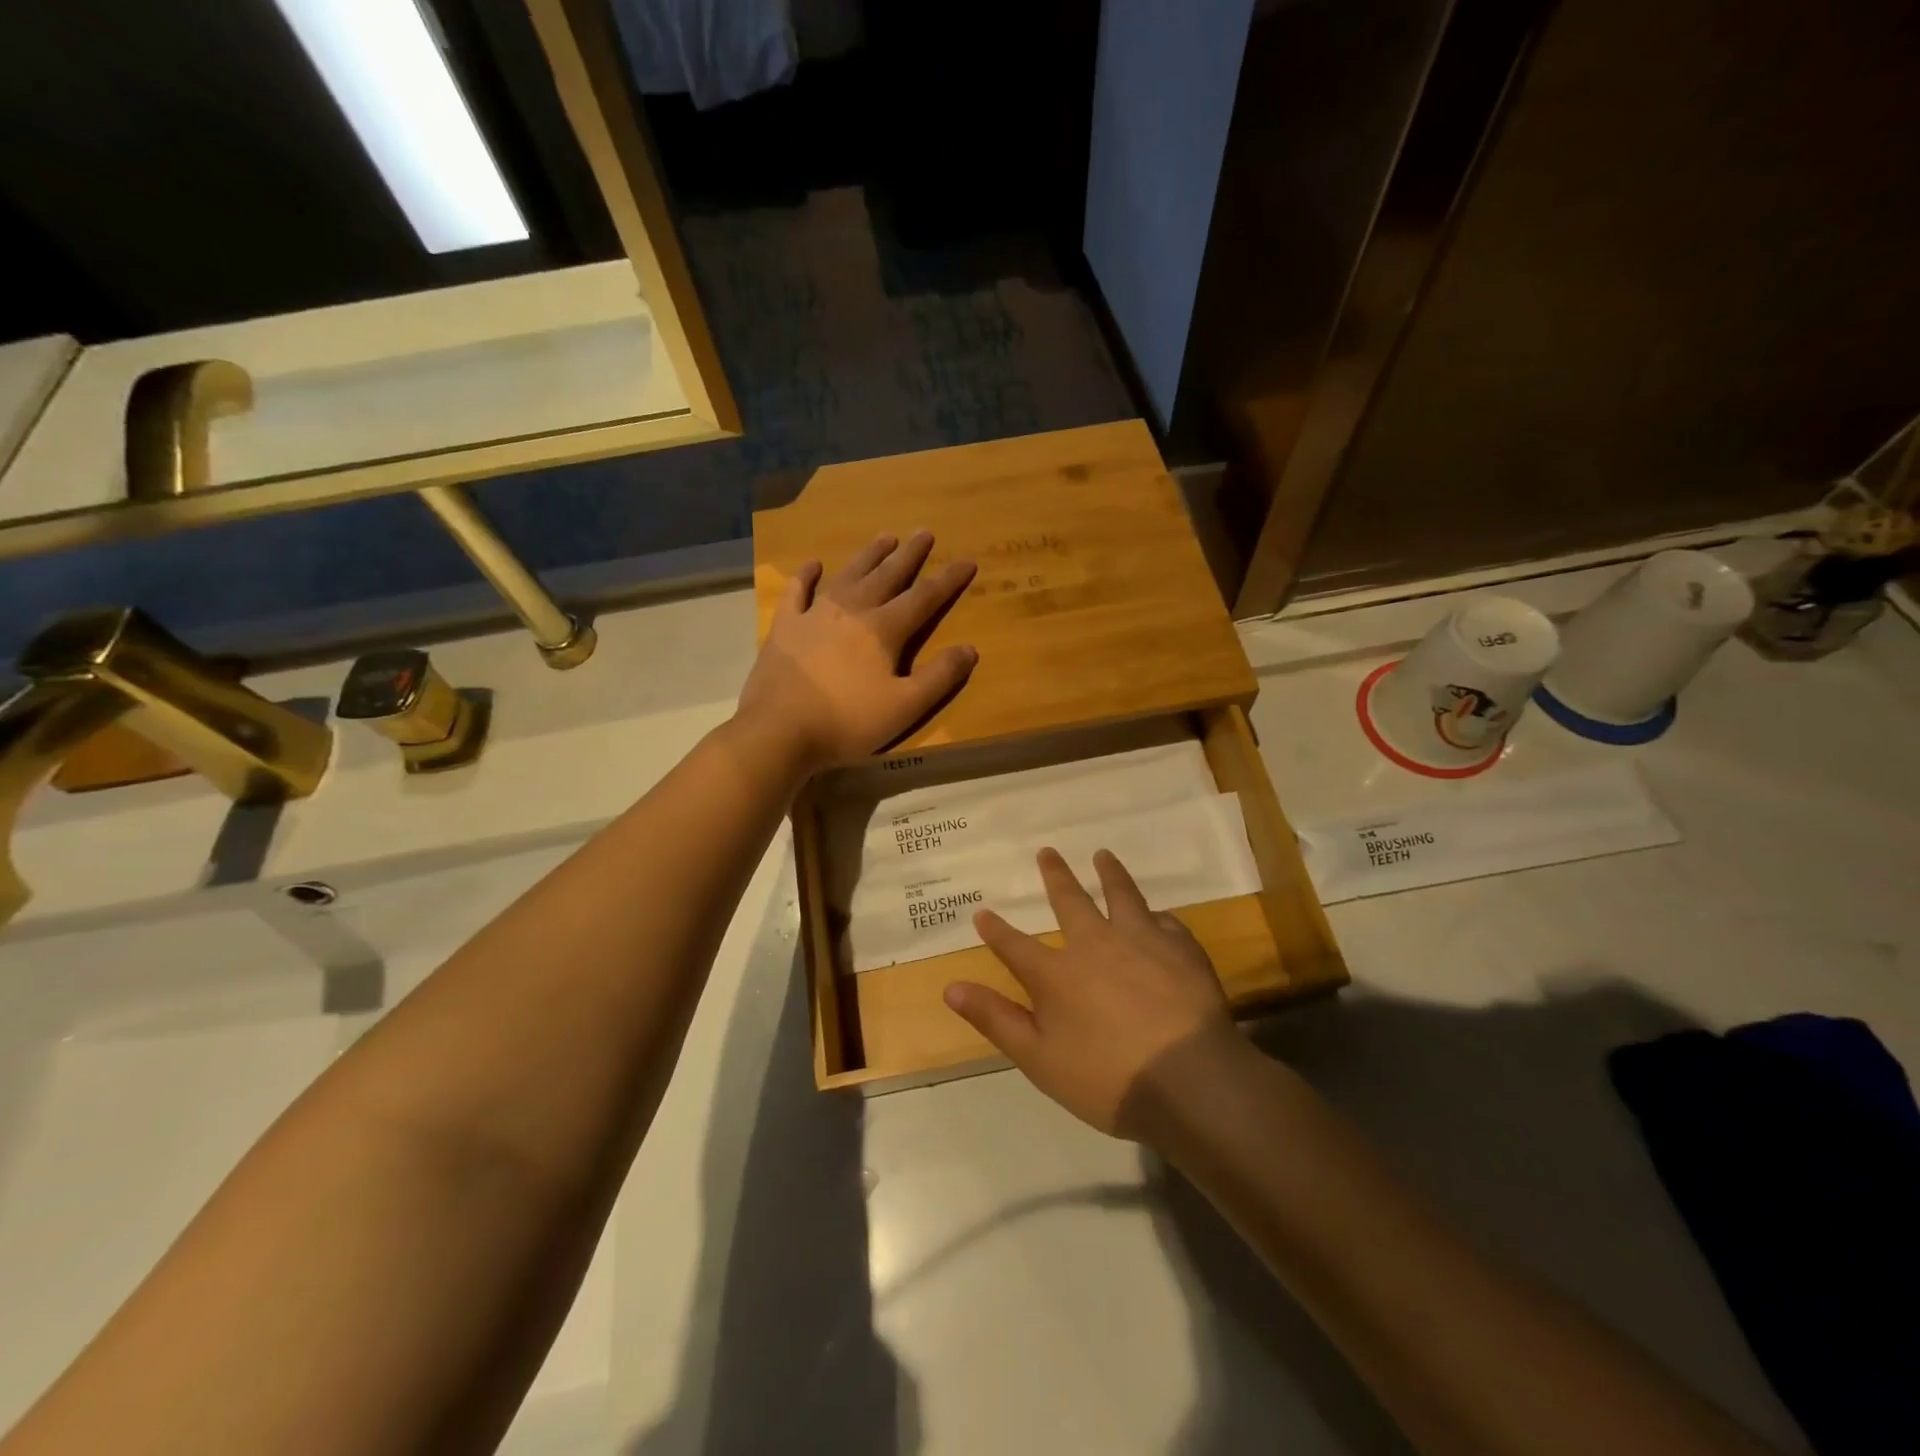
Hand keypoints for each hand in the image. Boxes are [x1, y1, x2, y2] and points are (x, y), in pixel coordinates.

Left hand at [736, 530, 977, 772]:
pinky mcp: (785, 627)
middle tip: (924, 533)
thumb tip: (970, 649)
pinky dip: (806, 575)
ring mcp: (814, 615)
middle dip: (909, 555)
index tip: (967, 560)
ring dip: (868, 556)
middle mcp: (852, 611)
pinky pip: (797, 592)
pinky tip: (813, 564)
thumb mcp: (905, 707)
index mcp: (884, 630)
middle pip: (887, 576)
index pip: (924, 598)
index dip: (948, 580)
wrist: (780, 731)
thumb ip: (939, 677)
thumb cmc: (847, 721)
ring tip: (885, 537)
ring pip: (848, 575)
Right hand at [943, 848, 1246, 1138]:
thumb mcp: (1038, 1059)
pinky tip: (1157, 915)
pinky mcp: (1180, 948)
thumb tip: (950, 987)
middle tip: (1047, 851)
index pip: (1015, 945)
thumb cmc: (1107, 1079)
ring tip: (1103, 855)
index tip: (982, 912)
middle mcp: (1095, 944)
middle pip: (1070, 900)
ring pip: (1121, 895)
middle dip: (1055, 876)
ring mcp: (1141, 940)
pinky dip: (1155, 915)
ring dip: (1109, 873)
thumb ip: (995, 1019)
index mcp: (1057, 974)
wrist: (1188, 1081)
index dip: (996, 930)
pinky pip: (1164, 921)